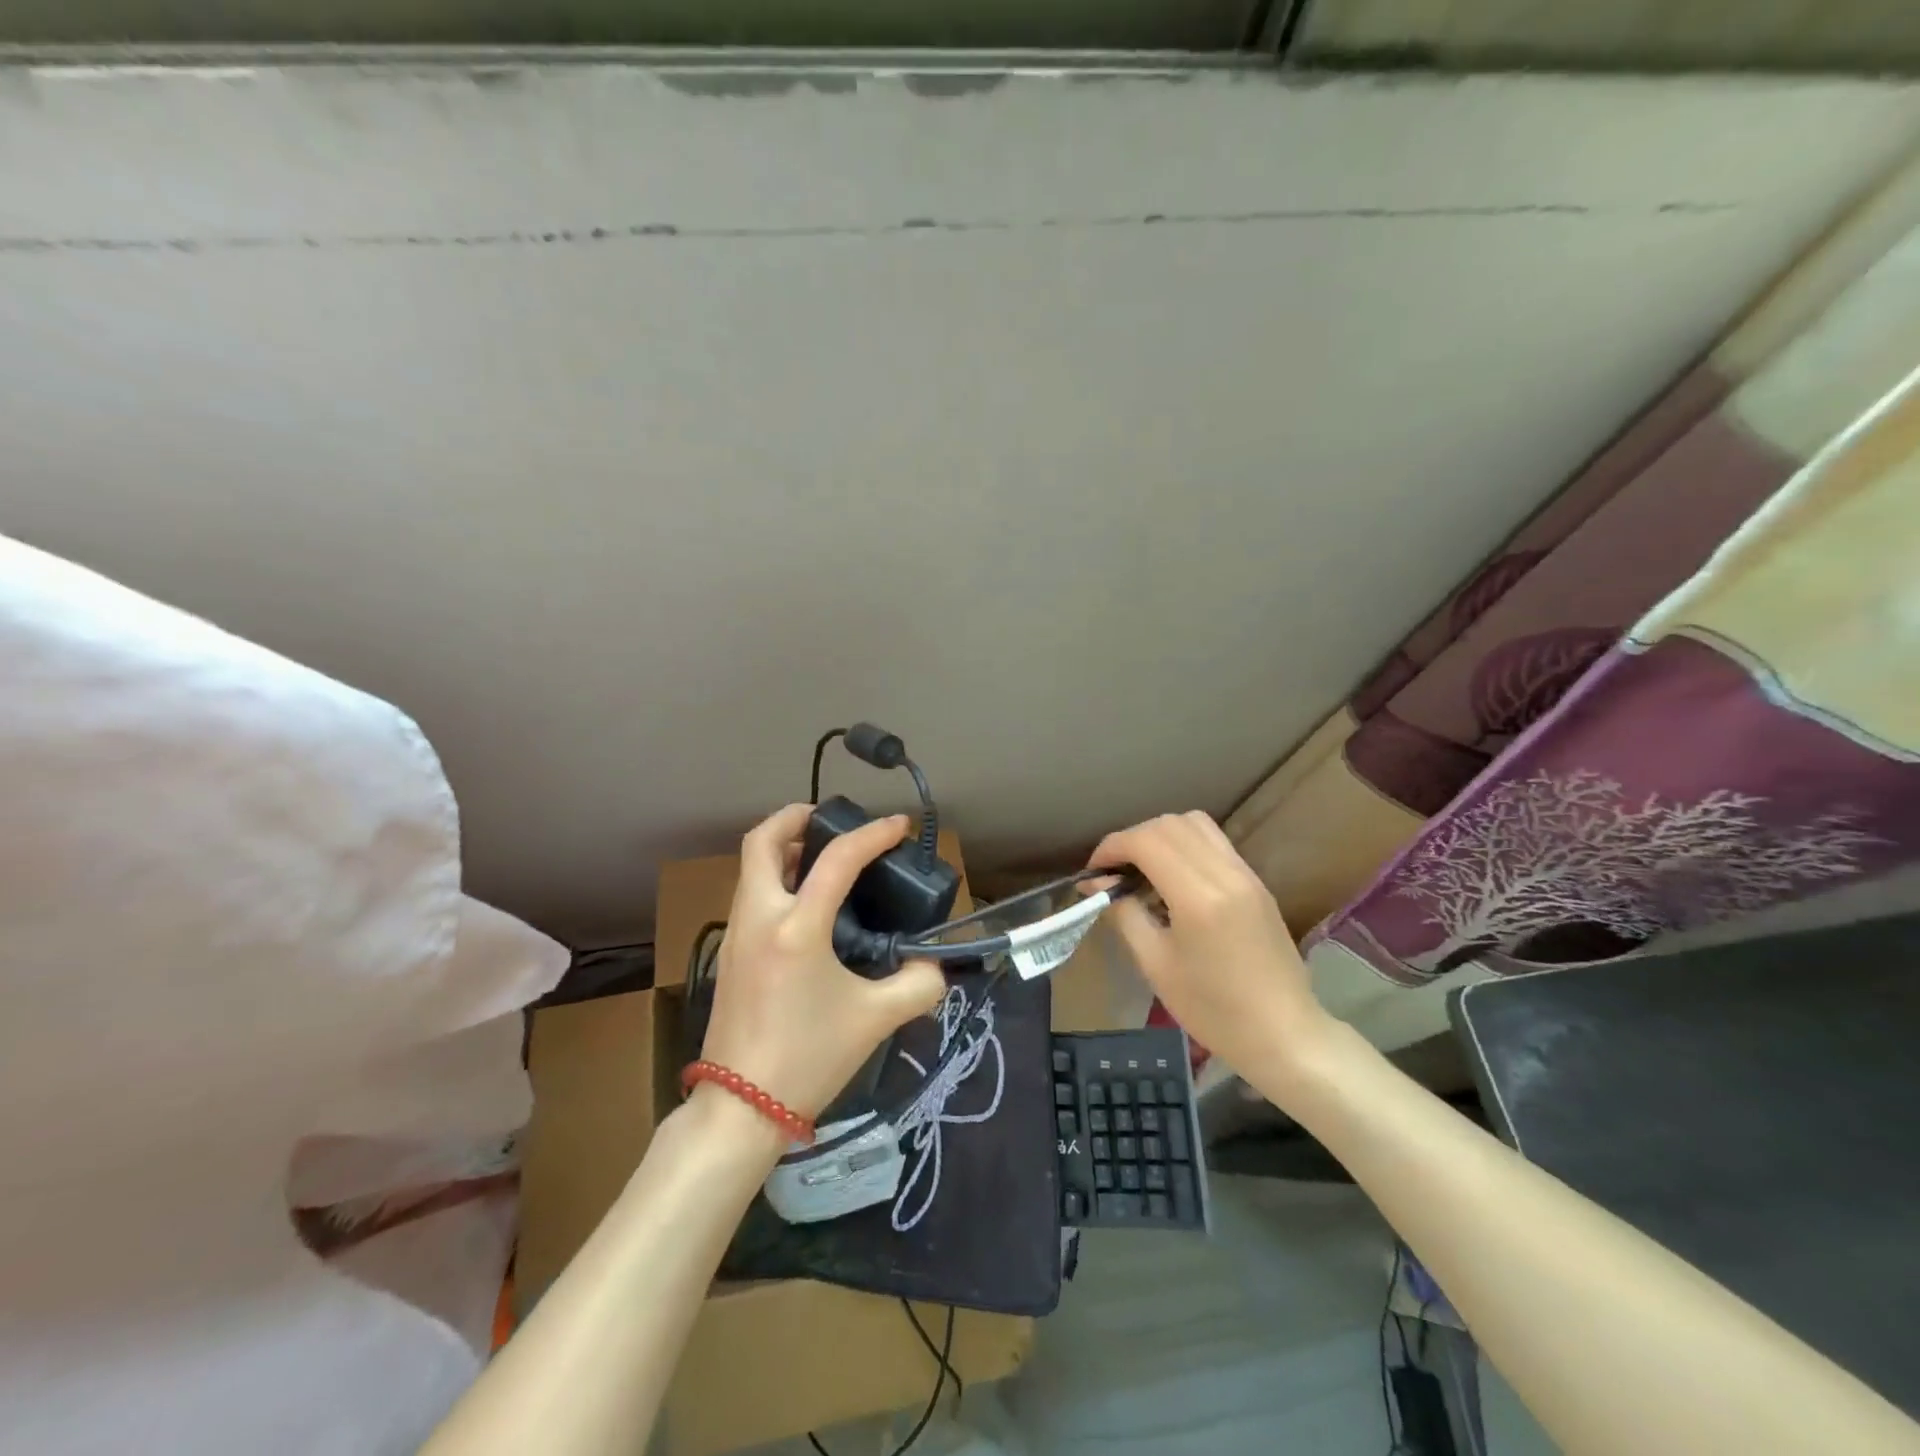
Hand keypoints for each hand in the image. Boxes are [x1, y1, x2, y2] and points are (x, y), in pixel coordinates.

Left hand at [699, 804, 945, 1123]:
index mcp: (796, 928)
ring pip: (752, 867)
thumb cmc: (808, 1058)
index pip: (836, 860)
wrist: (740, 1108)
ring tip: (823, 855)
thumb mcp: (875, 1020)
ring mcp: (738, 934)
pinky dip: (776, 877)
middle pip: (762, 841)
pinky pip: (751, 893)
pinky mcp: (731, 953)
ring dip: (784, 847)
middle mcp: (760, 918)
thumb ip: (917, 985)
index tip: (899, 825)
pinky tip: (806, 901)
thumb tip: (934, 965)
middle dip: (795, 817)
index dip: (873, 835)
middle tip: (830, 819)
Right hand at [1089, 811, 1334, 1087]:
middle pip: (1169, 824)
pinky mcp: (1256, 882)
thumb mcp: (1156, 964)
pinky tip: (1173, 878)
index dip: (1111, 847)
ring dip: (1160, 835)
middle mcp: (1225, 873)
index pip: (1146, 841)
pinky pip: (1214, 842)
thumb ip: (1123, 914)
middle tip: (1113, 872)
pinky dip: (1184, 845)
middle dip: (1132, 838)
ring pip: (1194, 824)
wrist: (1285, 1035)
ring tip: (1142, 869)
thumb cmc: (1214, 1010)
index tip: (1093, 873)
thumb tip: (1095, 884)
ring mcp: (1246, 874)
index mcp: (1198, 897)